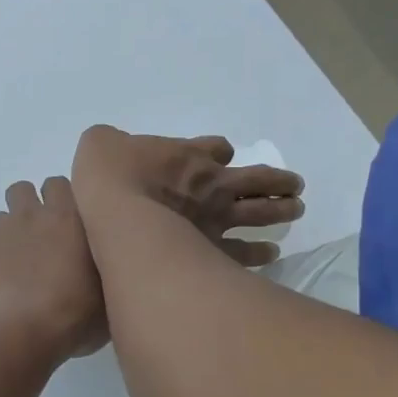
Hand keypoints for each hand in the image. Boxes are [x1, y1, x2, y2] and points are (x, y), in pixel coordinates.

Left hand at [0, 177, 107, 360]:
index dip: (60, 201)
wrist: (18, 331)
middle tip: (40, 240)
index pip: (59, 184)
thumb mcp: (105, 291)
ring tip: (16, 268)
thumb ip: (99, 266)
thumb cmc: (73, 312)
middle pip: (22, 190)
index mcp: (66, 217)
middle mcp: (29, 215)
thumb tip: (95, 268)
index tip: (66, 225)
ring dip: (7, 236)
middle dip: (28, 207)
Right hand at [70, 125, 303, 265]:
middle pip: (255, 178)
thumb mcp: (101, 142)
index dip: (220, 151)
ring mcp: (217, 217)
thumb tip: (111, 143)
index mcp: (188, 154)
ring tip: (296, 208)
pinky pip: (245, 252)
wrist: (120, 213)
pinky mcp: (213, 249)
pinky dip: (261, 253)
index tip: (222, 156)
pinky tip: (271, 254)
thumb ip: (111, 141)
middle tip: (295, 183)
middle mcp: (212, 183)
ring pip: (261, 211)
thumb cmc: (110, 173)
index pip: (216, 147)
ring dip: (282, 208)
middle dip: (277, 180)